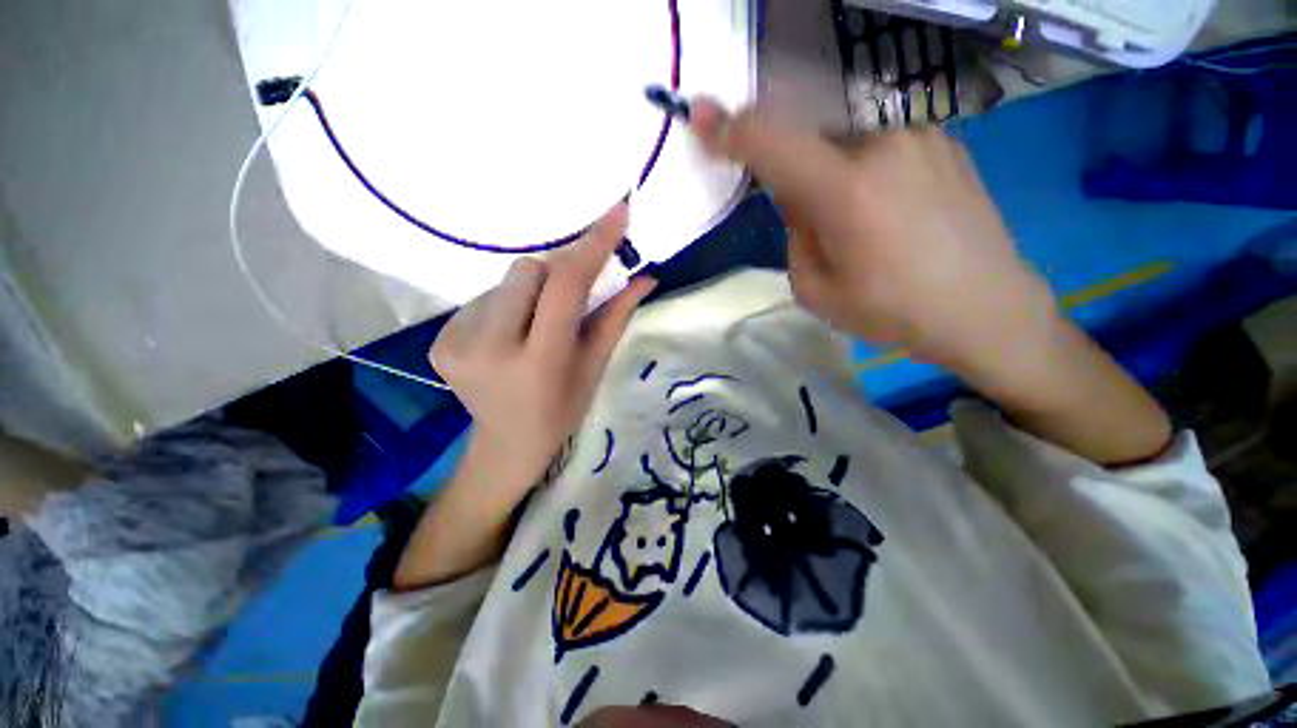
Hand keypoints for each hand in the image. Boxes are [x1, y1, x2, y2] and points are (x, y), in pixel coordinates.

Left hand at [431, 203, 655, 502]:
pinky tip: (510, 334)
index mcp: (540, 361)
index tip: (615, 213)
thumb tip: (645, 277)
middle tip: (567, 301)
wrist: (507, 442)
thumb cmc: (562, 409)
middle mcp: (490, 347)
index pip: (565, 286)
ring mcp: (456, 342)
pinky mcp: (438, 340)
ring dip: (530, 292)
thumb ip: (615, 317)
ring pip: (505, 281)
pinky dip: (506, 306)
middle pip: (529, 270)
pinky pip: (482, 298)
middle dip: (556, 274)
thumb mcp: (595, 368)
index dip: (591, 246)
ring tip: (536, 325)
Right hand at [689, 98, 1055, 376]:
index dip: (730, 128)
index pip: (771, 142)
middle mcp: (882, 144)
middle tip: (813, 222)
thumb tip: (799, 200)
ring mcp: (919, 135)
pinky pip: (879, 145)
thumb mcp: (815, 288)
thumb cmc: (892, 310)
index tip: (701, 117)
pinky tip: (890, 211)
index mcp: (845, 189)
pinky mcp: (942, 141)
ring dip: (831, 174)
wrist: (985, 308)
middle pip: (808, 139)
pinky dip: (865, 170)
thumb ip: (794, 234)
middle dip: (792, 173)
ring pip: (844, 143)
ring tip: (861, 224)